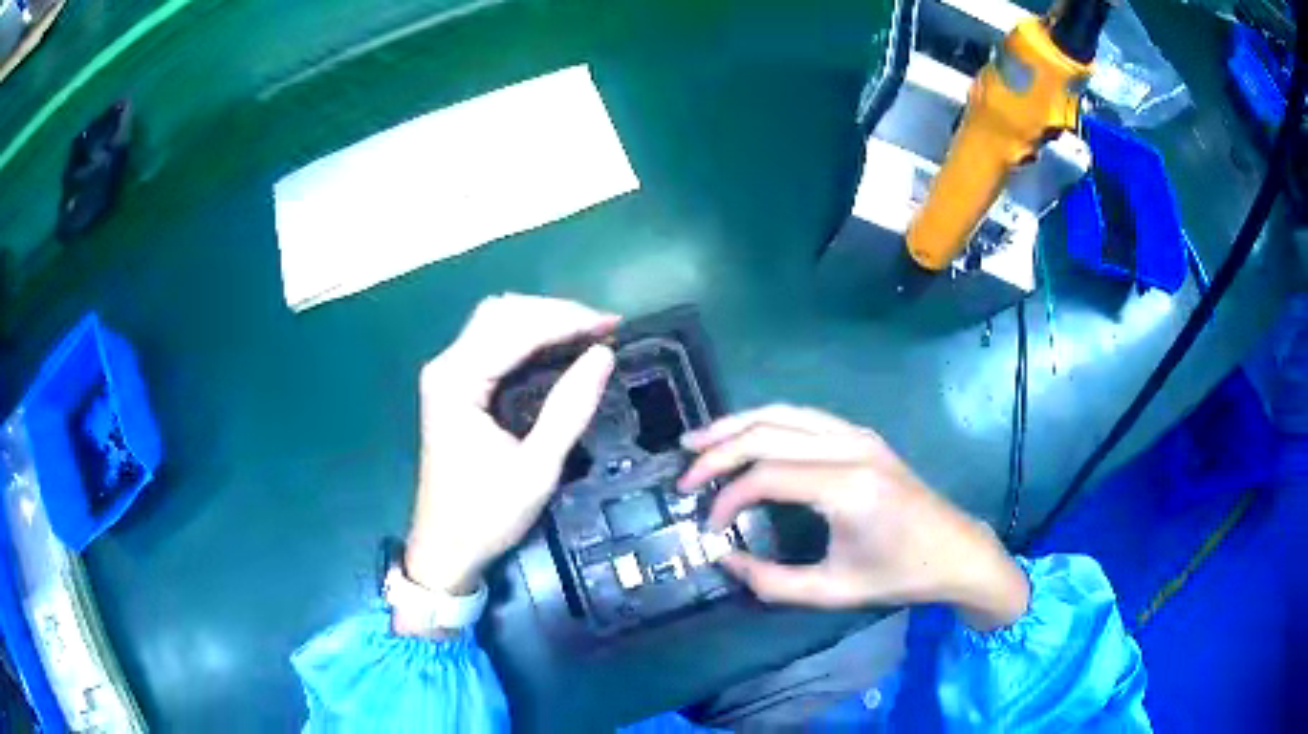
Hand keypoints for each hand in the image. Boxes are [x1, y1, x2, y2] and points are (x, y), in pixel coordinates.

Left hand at [404, 294, 617, 601]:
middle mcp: (446, 366)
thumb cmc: (487, 514)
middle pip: (502, 313)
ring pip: (496, 322)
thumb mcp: (537, 468)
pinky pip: (491, 343)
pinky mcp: (453, 386)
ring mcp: (446, 374)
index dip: (567, 320)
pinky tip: (556, 347)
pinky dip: (528, 337)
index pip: (515, 328)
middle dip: (556, 313)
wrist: (445, 548)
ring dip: (542, 320)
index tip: (612, 326)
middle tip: (603, 328)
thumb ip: (569, 409)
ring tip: (587, 333)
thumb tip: (603, 356)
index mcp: (457, 381)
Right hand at [679, 405, 1028, 630]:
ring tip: (698, 440)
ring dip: (737, 424)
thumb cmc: (899, 574)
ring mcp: (859, 435)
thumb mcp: (833, 591)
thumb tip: (723, 559)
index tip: (709, 526)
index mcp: (849, 488)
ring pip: (784, 413)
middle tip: (684, 473)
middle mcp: (852, 448)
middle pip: (768, 432)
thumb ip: (771, 581)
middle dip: (718, 450)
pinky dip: (766, 422)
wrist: (954, 550)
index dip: (727, 497)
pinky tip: (745, 435)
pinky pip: (804, 416)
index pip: (767, 475)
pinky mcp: (862, 435)